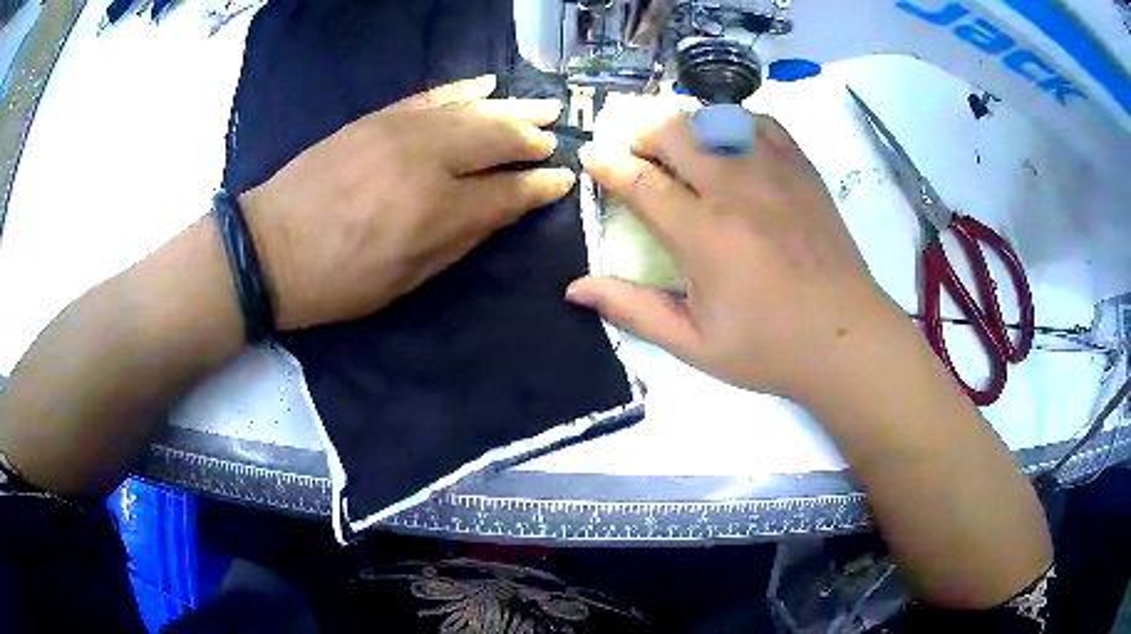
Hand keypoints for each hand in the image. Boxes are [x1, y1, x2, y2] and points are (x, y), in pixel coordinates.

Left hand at [239, 75, 575, 330]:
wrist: (268, 247)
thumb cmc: (338, 280)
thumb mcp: (406, 280)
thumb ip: (460, 239)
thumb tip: (501, 208)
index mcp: (436, 211)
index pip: (508, 191)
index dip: (540, 186)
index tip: (563, 180)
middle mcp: (427, 159)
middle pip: (497, 138)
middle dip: (532, 139)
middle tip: (554, 139)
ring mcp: (400, 130)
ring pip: (472, 110)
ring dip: (512, 109)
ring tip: (542, 107)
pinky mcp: (377, 117)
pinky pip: (433, 96)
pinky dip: (465, 89)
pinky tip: (488, 85)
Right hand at [568, 112, 901, 400]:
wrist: (846, 338)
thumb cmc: (769, 348)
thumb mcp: (694, 344)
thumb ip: (633, 310)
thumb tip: (575, 288)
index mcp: (704, 235)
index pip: (641, 182)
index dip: (607, 164)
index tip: (590, 155)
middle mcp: (735, 190)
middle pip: (675, 132)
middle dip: (643, 133)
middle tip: (637, 153)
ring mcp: (774, 173)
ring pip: (716, 119)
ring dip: (686, 124)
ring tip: (680, 144)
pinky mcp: (803, 170)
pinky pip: (762, 123)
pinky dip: (736, 122)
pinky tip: (731, 140)